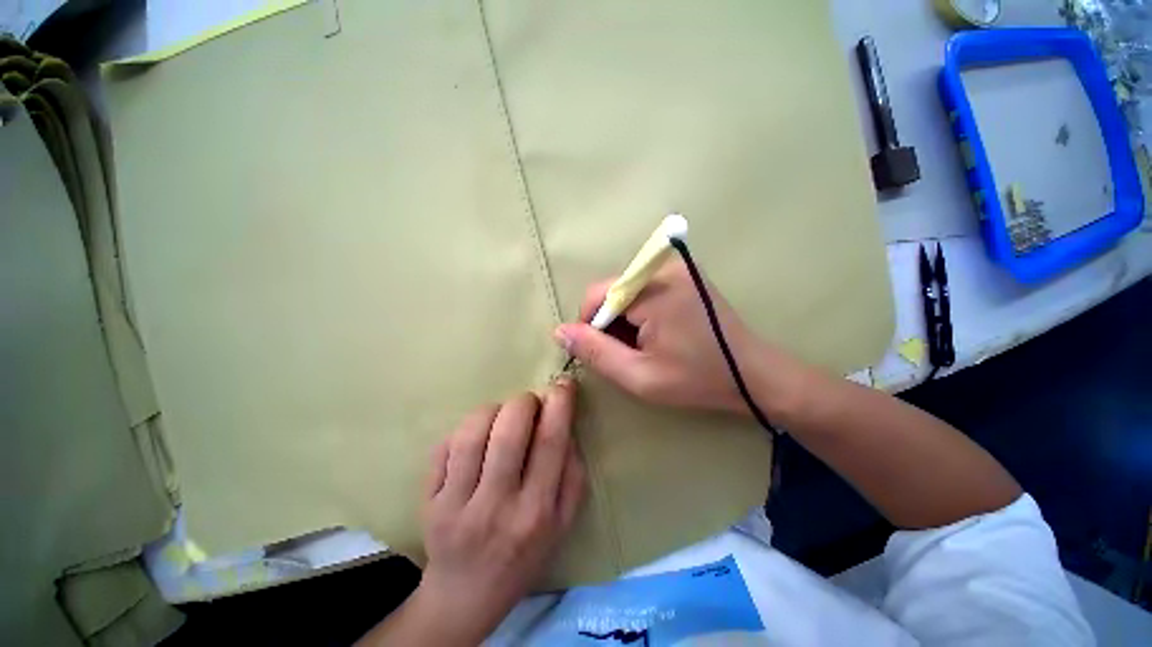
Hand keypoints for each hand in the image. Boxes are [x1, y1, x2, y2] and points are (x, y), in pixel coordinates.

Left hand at [403, 380, 585, 644]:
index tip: (562, 384)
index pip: (550, 443)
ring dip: (492, 410)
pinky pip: (444, 446)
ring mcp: (456, 505)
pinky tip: (475, 438)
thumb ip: (573, 473)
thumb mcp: (563, 523)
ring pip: (471, 433)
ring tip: (501, 416)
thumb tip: (565, 426)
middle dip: (523, 402)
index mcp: (536, 512)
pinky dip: (464, 430)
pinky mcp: (429, 501)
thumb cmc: (524, 554)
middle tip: (530, 402)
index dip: (559, 404)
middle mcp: (496, 507)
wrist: (467, 594)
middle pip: (508, 432)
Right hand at [554, 261, 804, 416]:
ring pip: (627, 292)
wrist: (753, 375)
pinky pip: (644, 290)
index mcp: (653, 289)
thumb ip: (595, 352)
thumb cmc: (697, 379)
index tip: (602, 352)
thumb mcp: (638, 375)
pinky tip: (657, 334)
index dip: (589, 326)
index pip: (597, 295)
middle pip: (612, 291)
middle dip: (610, 324)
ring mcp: (678, 269)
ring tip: (646, 346)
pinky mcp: (685, 275)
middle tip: (628, 354)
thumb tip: (560, 331)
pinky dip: (641, 313)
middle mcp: (664, 268)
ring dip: (625, 320)